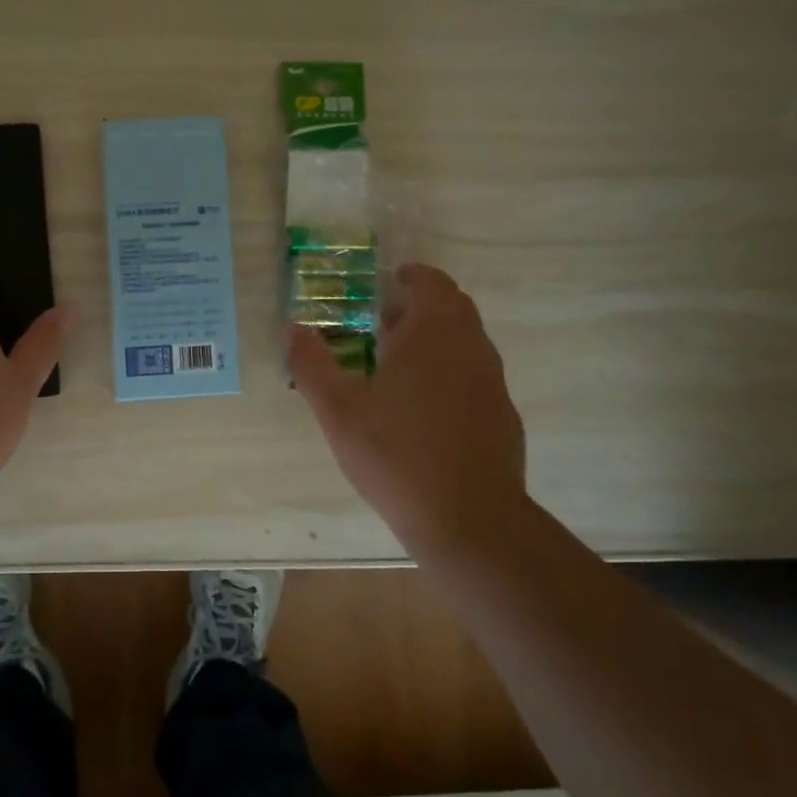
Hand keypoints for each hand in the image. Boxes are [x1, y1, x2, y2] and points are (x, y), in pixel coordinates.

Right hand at [289, 264, 526, 553]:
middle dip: (420, 306)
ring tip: (397, 365)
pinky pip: (475, 376)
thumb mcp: (338, 410)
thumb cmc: (396, 454)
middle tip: (383, 323)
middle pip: (453, 307)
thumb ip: (312, 364)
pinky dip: (450, 372)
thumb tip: (294, 328)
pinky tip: (423, 410)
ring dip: (435, 339)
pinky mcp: (502, 415)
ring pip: (466, 342)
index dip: (410, 277)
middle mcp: (471, 347)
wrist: (468, 519)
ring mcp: (492, 382)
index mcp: (433, 334)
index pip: (432, 282)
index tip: (386, 284)